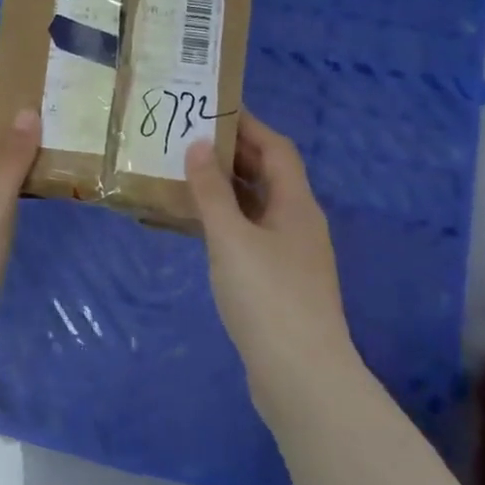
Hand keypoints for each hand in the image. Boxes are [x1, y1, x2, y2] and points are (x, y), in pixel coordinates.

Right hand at [185, 111, 351, 383]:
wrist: (300, 375)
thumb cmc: (267, 296)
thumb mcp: (231, 237)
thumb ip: (212, 191)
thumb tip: (197, 146)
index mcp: (296, 205)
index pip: (276, 149)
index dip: (248, 125)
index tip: (212, 109)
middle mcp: (298, 223)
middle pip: (268, 175)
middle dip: (232, 154)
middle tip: (188, 139)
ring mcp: (291, 255)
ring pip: (257, 206)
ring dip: (225, 189)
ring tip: (184, 176)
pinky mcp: (278, 282)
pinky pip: (249, 234)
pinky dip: (225, 221)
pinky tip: (196, 227)